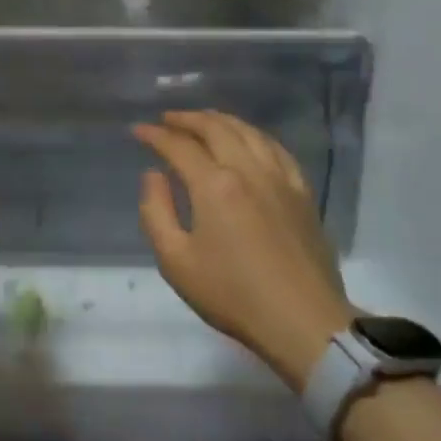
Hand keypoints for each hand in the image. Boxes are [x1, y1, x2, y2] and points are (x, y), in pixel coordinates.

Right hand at [133, 111, 354, 387]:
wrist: (302, 321)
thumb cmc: (231, 294)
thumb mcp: (175, 261)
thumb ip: (156, 211)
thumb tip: (153, 175)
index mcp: (215, 185)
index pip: (179, 146)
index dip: (155, 135)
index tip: (138, 131)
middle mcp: (248, 170)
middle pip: (216, 128)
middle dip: (187, 119)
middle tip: (167, 119)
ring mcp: (280, 178)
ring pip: (249, 132)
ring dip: (221, 121)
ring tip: (203, 121)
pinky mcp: (302, 192)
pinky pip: (276, 149)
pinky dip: (255, 135)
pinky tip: (249, 140)